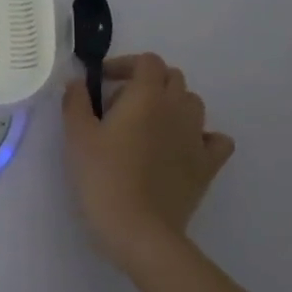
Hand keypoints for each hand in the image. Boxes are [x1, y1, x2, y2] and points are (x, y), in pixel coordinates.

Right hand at [61, 53, 234, 275]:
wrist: (139, 230)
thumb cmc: (103, 177)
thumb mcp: (77, 135)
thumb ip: (76, 101)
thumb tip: (78, 82)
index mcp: (146, 96)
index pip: (147, 61)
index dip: (124, 64)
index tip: (102, 81)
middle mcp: (177, 108)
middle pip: (172, 78)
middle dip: (147, 82)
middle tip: (119, 105)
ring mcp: (197, 137)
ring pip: (193, 103)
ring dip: (172, 105)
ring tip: (147, 126)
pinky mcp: (208, 165)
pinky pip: (215, 139)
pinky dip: (201, 136)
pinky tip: (182, 147)